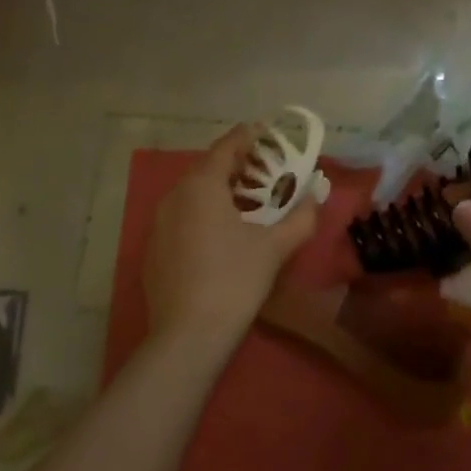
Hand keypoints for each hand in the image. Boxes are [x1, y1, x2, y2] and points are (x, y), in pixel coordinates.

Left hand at [144, 125, 319, 357]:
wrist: (187, 338)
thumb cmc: (234, 282)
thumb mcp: (274, 248)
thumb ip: (300, 217)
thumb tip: (317, 196)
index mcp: (202, 186)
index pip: (226, 147)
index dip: (248, 136)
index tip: (267, 132)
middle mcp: (175, 196)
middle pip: (207, 167)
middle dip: (236, 163)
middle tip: (263, 167)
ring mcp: (159, 224)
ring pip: (192, 192)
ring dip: (219, 188)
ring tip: (246, 198)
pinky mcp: (153, 249)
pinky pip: (181, 216)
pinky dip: (202, 211)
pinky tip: (220, 232)